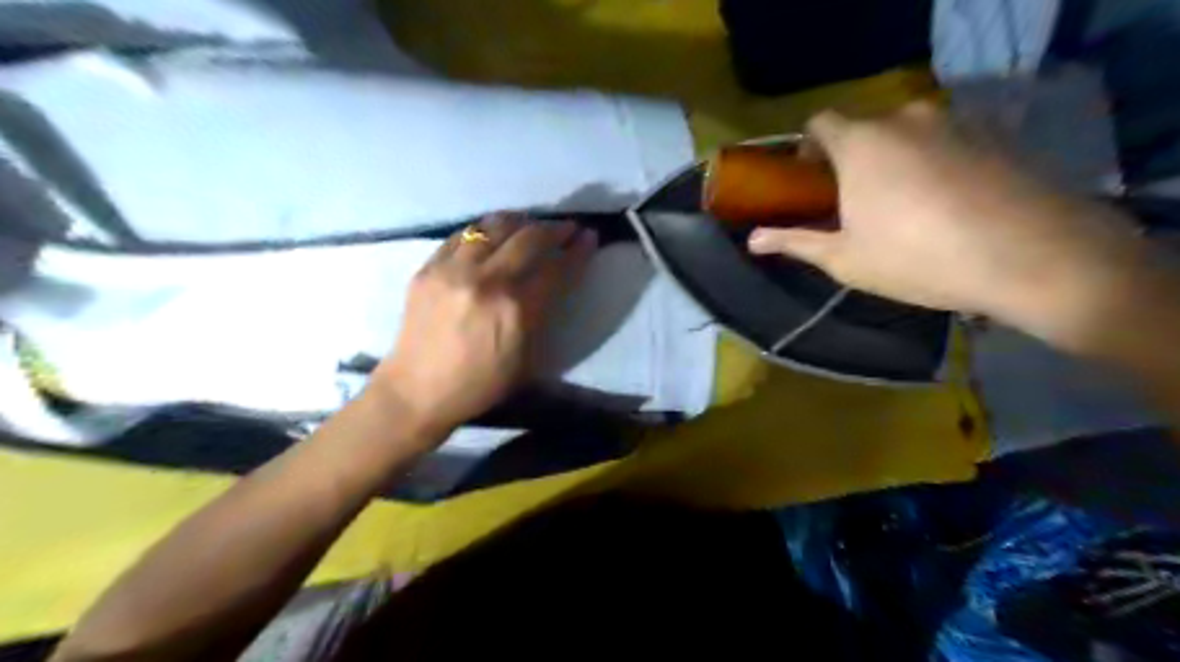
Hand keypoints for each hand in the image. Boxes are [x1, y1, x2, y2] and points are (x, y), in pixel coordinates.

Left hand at [369, 215, 594, 437]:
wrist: (418, 391)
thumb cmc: (481, 384)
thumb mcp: (527, 359)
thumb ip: (543, 314)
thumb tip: (557, 280)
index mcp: (516, 309)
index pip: (556, 267)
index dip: (578, 250)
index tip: (590, 237)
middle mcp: (486, 280)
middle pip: (529, 237)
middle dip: (555, 229)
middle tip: (568, 228)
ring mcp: (453, 269)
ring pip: (494, 226)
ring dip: (521, 221)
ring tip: (531, 225)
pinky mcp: (428, 267)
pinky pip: (462, 235)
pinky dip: (485, 230)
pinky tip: (494, 235)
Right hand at [750, 104, 1148, 339]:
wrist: (1029, 255)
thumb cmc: (916, 257)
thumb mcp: (845, 258)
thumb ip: (795, 241)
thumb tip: (752, 240)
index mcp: (860, 143)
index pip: (820, 122)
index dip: (808, 148)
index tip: (810, 180)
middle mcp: (905, 119)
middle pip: (864, 128)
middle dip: (851, 158)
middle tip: (854, 202)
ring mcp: (954, 122)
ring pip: (906, 134)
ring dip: (893, 160)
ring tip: (903, 206)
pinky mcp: (994, 135)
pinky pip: (946, 141)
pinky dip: (933, 162)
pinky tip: (946, 204)